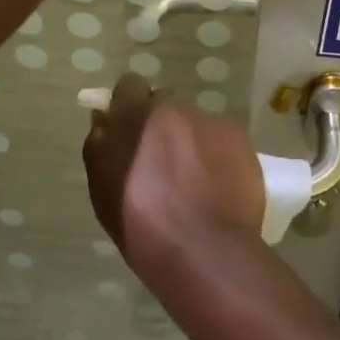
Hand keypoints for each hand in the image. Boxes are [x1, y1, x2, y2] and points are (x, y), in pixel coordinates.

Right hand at [82, 76, 267, 283]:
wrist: (205, 252)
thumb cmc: (142, 226)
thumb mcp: (103, 189)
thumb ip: (101, 145)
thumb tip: (103, 119)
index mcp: (135, 115)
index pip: (129, 86)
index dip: (129, 106)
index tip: (130, 132)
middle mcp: (174, 108)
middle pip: (164, 106)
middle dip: (161, 127)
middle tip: (161, 163)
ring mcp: (210, 121)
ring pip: (195, 124)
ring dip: (191, 142)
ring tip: (195, 182)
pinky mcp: (239, 138)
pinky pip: (222, 140)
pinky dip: (218, 156)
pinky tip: (218, 187)